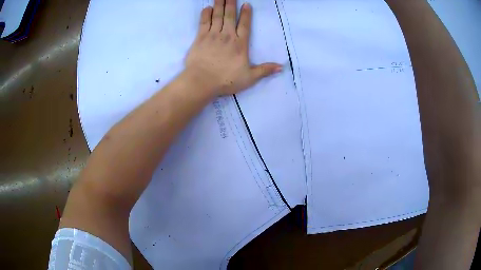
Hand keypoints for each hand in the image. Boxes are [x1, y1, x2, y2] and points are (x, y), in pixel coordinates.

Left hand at [185, 0, 282, 95]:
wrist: (202, 81)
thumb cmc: (226, 80)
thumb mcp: (249, 78)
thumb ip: (265, 70)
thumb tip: (282, 67)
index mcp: (240, 44)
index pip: (244, 25)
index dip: (246, 14)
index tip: (246, 4)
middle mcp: (227, 36)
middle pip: (230, 16)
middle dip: (231, 4)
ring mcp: (213, 35)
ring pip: (217, 16)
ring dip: (219, 5)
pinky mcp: (200, 38)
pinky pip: (203, 23)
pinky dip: (206, 14)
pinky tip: (207, 8)